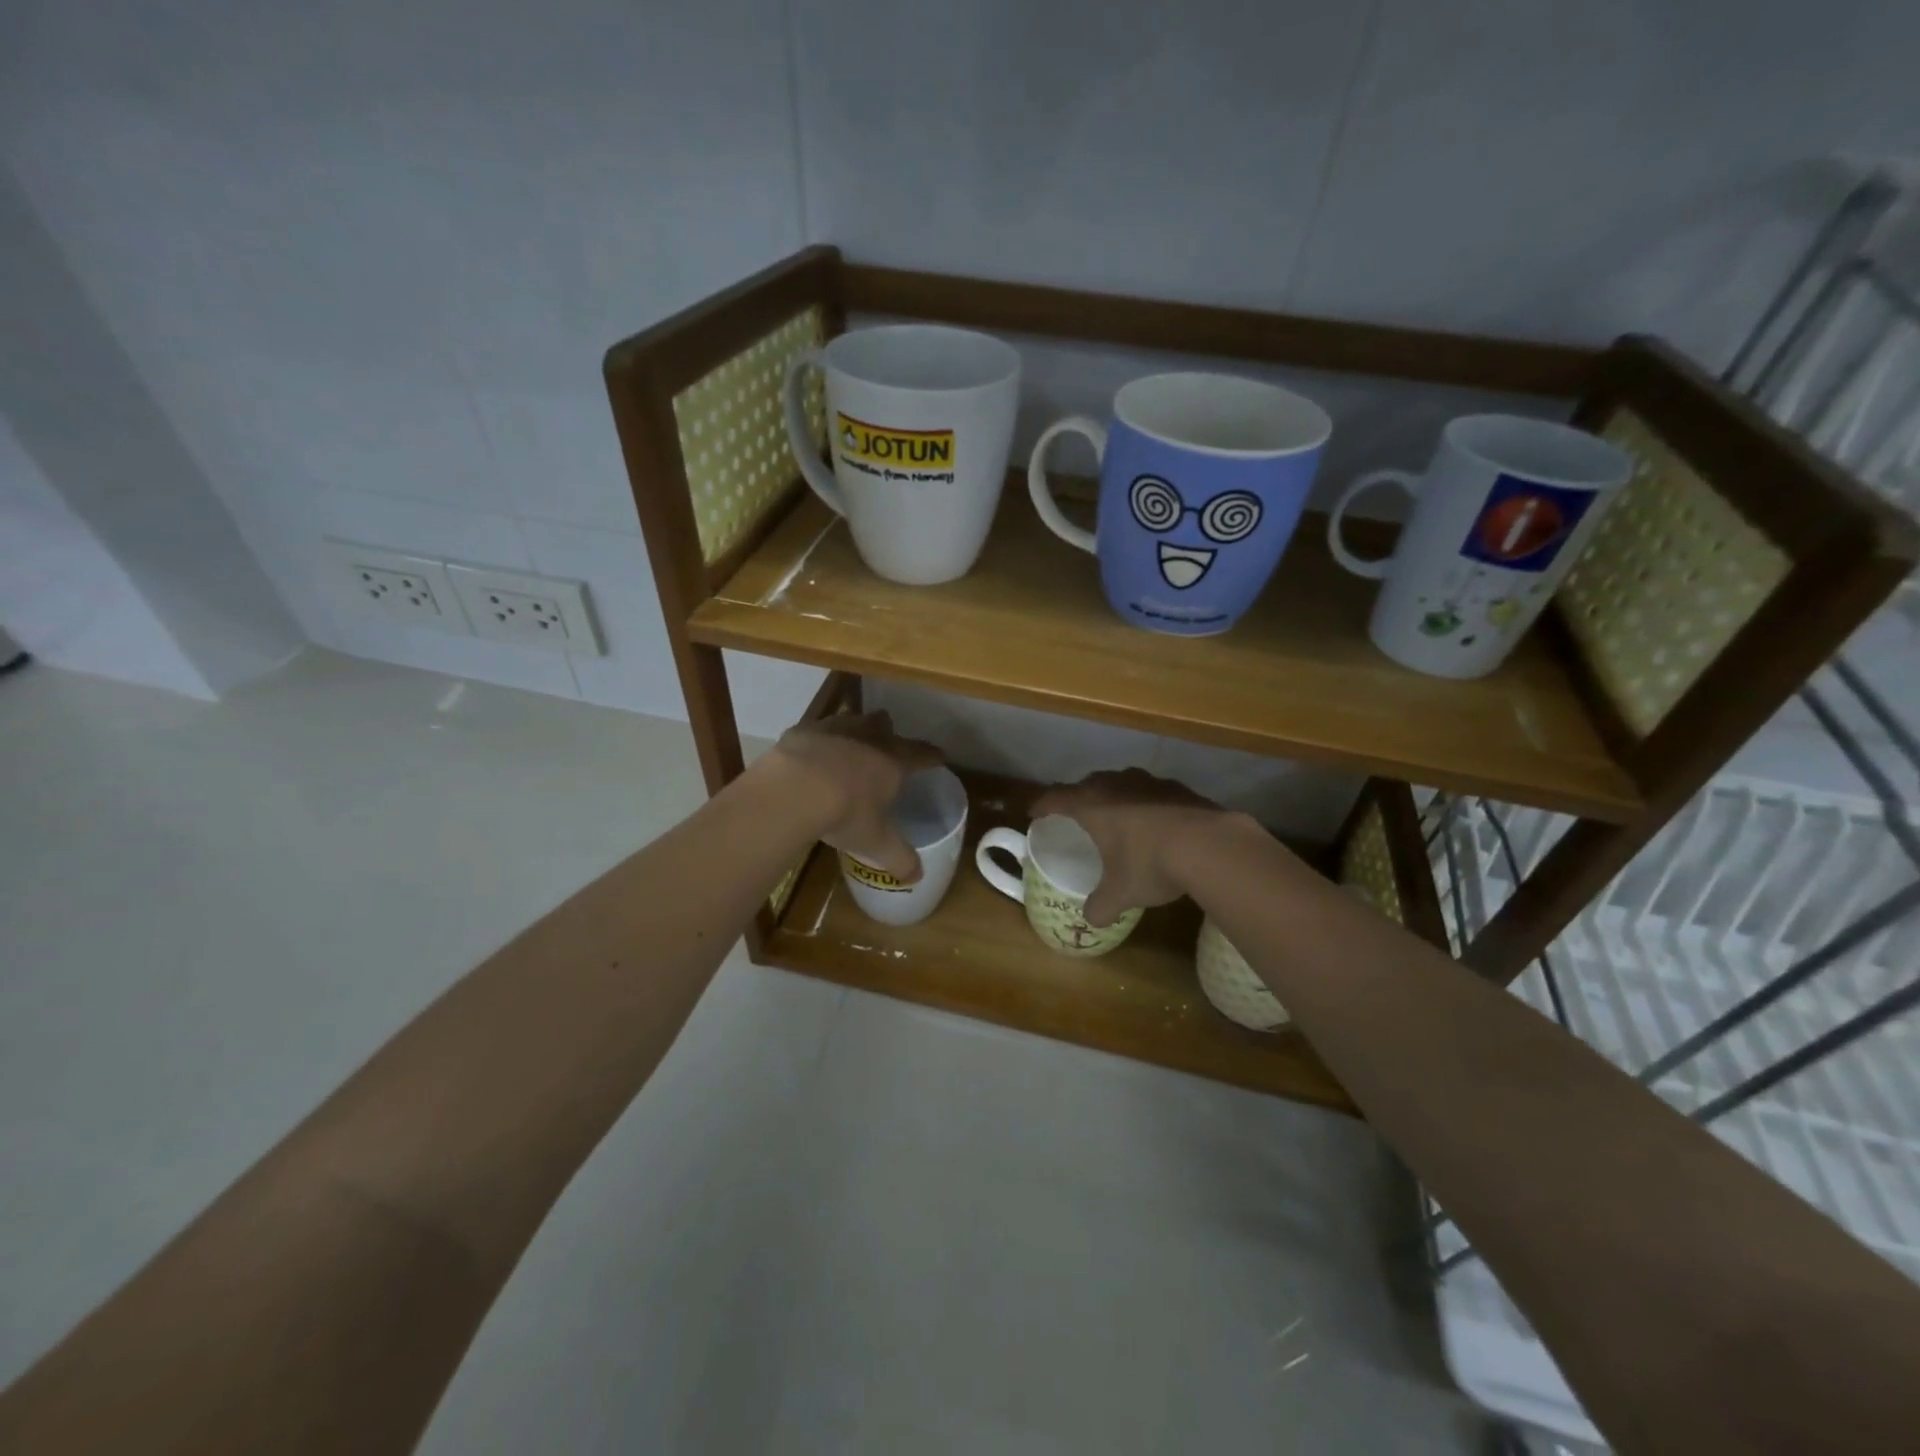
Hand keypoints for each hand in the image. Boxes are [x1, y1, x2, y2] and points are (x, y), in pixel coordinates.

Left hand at [758, 711, 942, 882]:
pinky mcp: (802, 731)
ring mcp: (834, 730)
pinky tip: (811, 753)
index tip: (940, 756)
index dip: (932, 756)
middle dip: (888, 732)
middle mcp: (868, 738)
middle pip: (884, 725)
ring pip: (852, 720)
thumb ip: (899, 858)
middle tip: (888, 742)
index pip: (921, 754)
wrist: (794, 790)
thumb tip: (918, 877)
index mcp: (892, 762)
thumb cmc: (845, 814)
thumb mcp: (875, 842)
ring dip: (855, 730)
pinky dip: (818, 740)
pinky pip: (816, 730)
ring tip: (851, 742)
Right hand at [1033, 769, 1233, 926]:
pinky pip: (1152, 792)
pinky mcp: (1179, 788)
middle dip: (1079, 798)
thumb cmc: (1150, 864)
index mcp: (1092, 805)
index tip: (1034, 812)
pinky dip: (1146, 804)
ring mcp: (1149, 782)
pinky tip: (1156, 824)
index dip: (1042, 805)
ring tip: (1116, 816)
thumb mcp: (1121, 893)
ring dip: (1115, 797)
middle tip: (1076, 815)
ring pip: (1122, 783)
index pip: (1056, 797)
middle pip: (1088, 784)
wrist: (1211, 845)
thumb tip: (1092, 919)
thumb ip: (1101, 906)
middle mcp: (1116, 785)